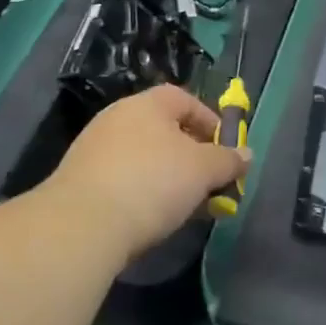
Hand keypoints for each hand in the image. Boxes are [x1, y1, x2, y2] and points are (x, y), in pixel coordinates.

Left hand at [40, 84, 249, 260]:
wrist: (81, 225)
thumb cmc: (152, 183)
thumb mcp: (202, 170)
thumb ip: (228, 160)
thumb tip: (246, 154)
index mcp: (147, 104)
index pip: (184, 99)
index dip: (209, 122)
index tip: (225, 151)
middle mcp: (117, 117)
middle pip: (163, 129)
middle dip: (191, 155)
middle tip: (208, 182)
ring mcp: (93, 148)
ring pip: (143, 156)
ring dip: (167, 176)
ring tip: (183, 206)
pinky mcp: (78, 180)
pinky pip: (122, 178)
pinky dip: (141, 191)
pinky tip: (150, 217)